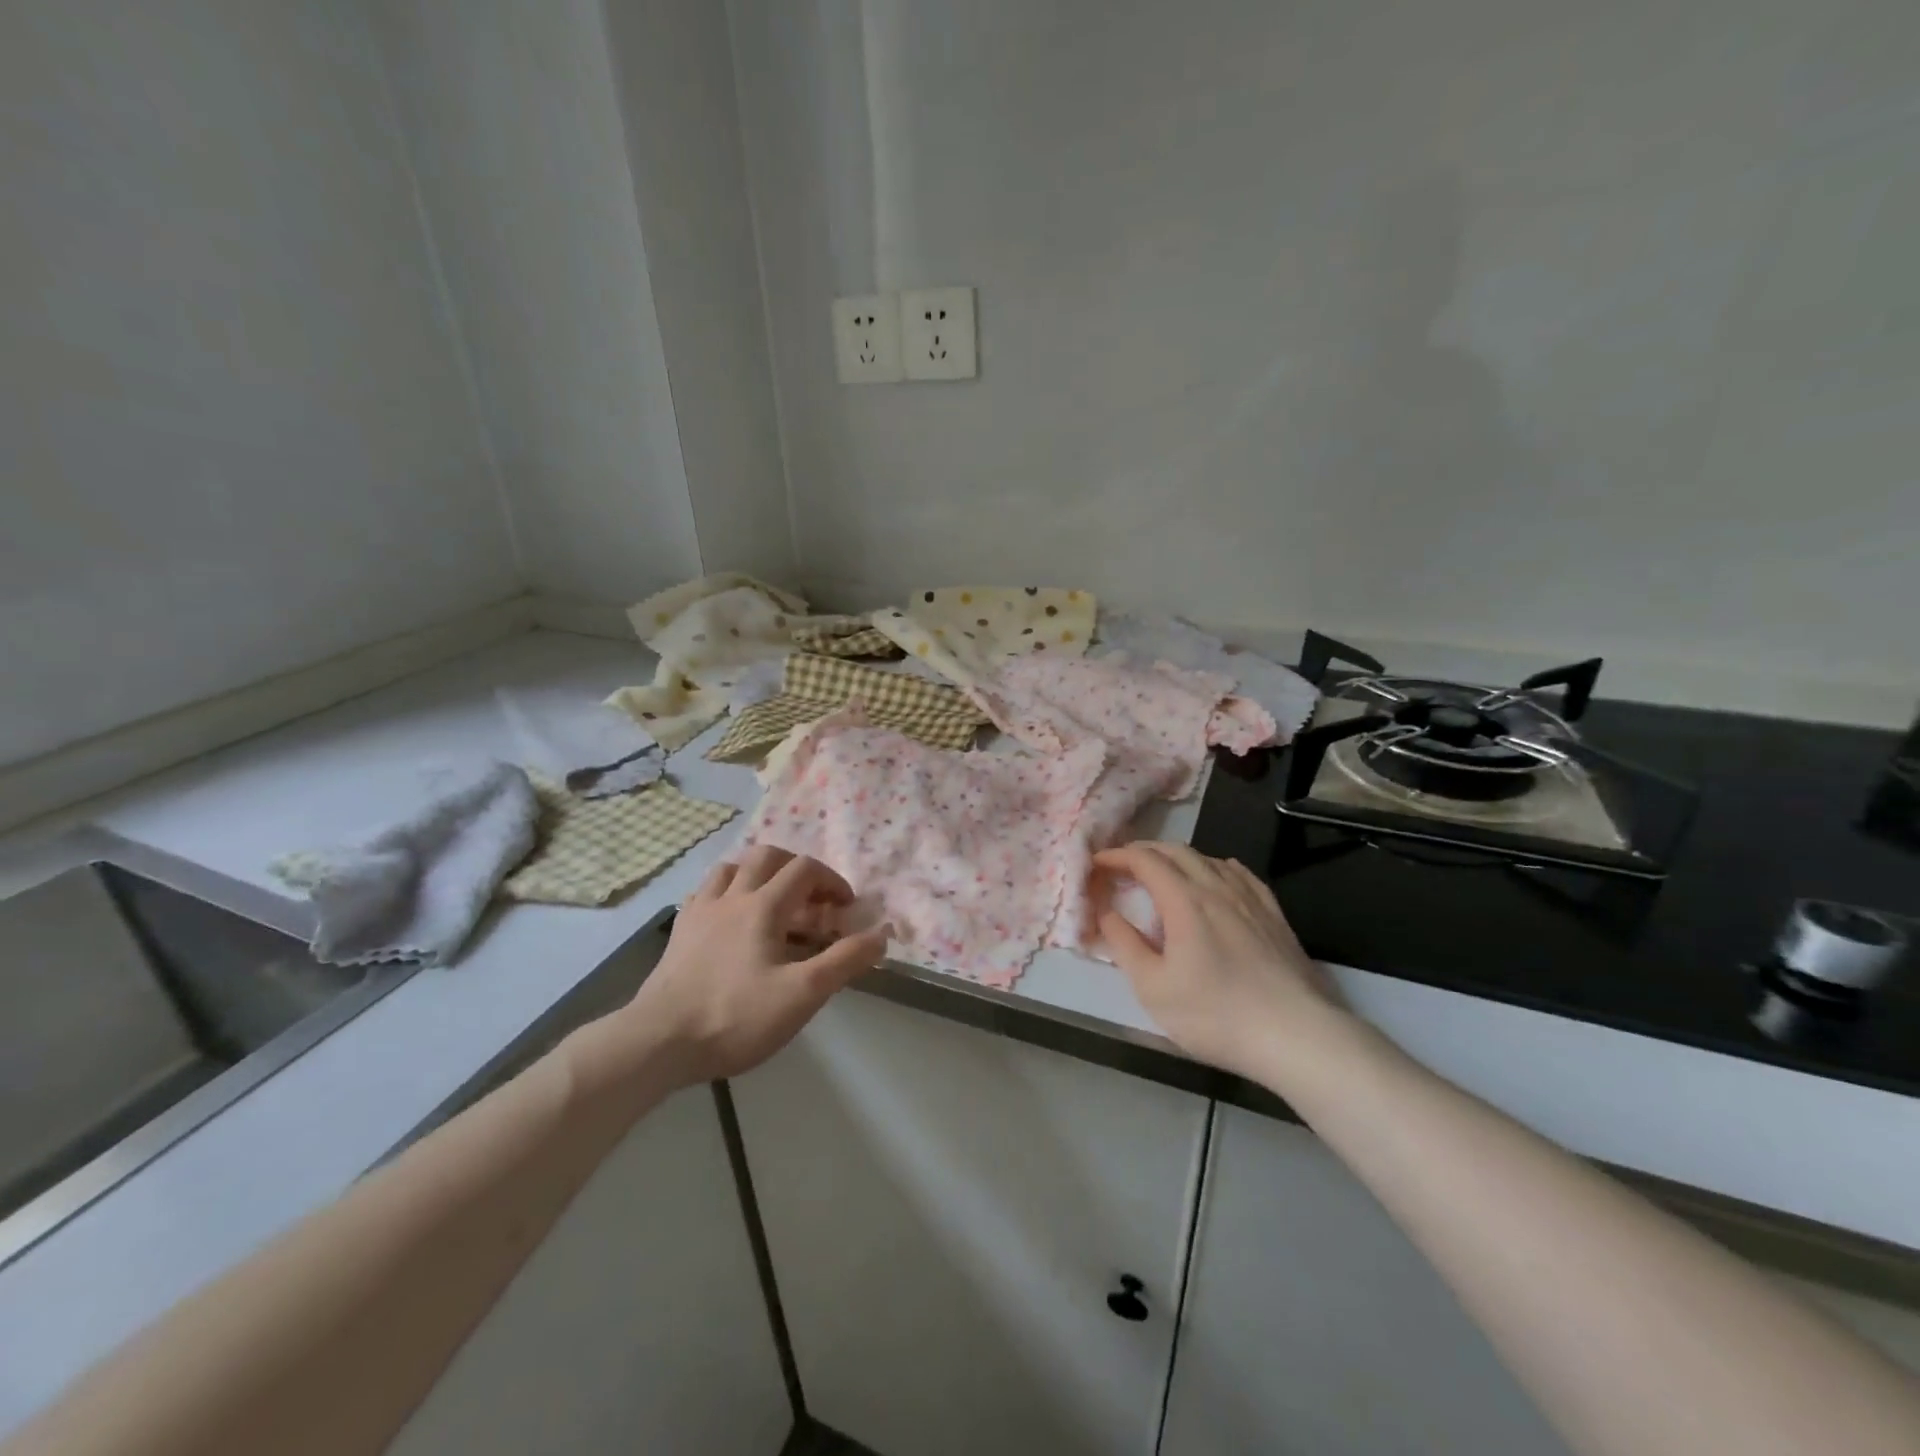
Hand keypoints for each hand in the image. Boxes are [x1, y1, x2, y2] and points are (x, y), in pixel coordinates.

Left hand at [620, 847, 889, 1084]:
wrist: (659, 1041)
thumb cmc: (736, 1016)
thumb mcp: (803, 994)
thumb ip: (845, 960)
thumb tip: (882, 933)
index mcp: (763, 906)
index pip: (805, 869)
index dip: (832, 881)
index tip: (846, 908)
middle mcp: (732, 896)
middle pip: (768, 856)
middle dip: (797, 868)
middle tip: (811, 897)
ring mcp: (700, 910)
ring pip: (732, 868)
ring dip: (760, 874)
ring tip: (773, 900)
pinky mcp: (680, 930)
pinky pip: (706, 891)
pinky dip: (728, 892)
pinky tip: (732, 918)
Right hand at [1093, 843, 1346, 1081]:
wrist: (1296, 1036)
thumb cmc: (1215, 1015)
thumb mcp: (1153, 988)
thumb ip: (1124, 944)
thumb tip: (1106, 913)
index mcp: (1184, 900)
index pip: (1144, 860)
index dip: (1117, 856)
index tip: (1097, 863)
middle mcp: (1217, 887)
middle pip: (1176, 851)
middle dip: (1144, 852)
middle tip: (1122, 866)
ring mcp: (1250, 898)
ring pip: (1208, 858)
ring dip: (1177, 858)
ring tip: (1163, 874)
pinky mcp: (1274, 914)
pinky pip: (1240, 874)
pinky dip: (1215, 867)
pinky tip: (1217, 877)